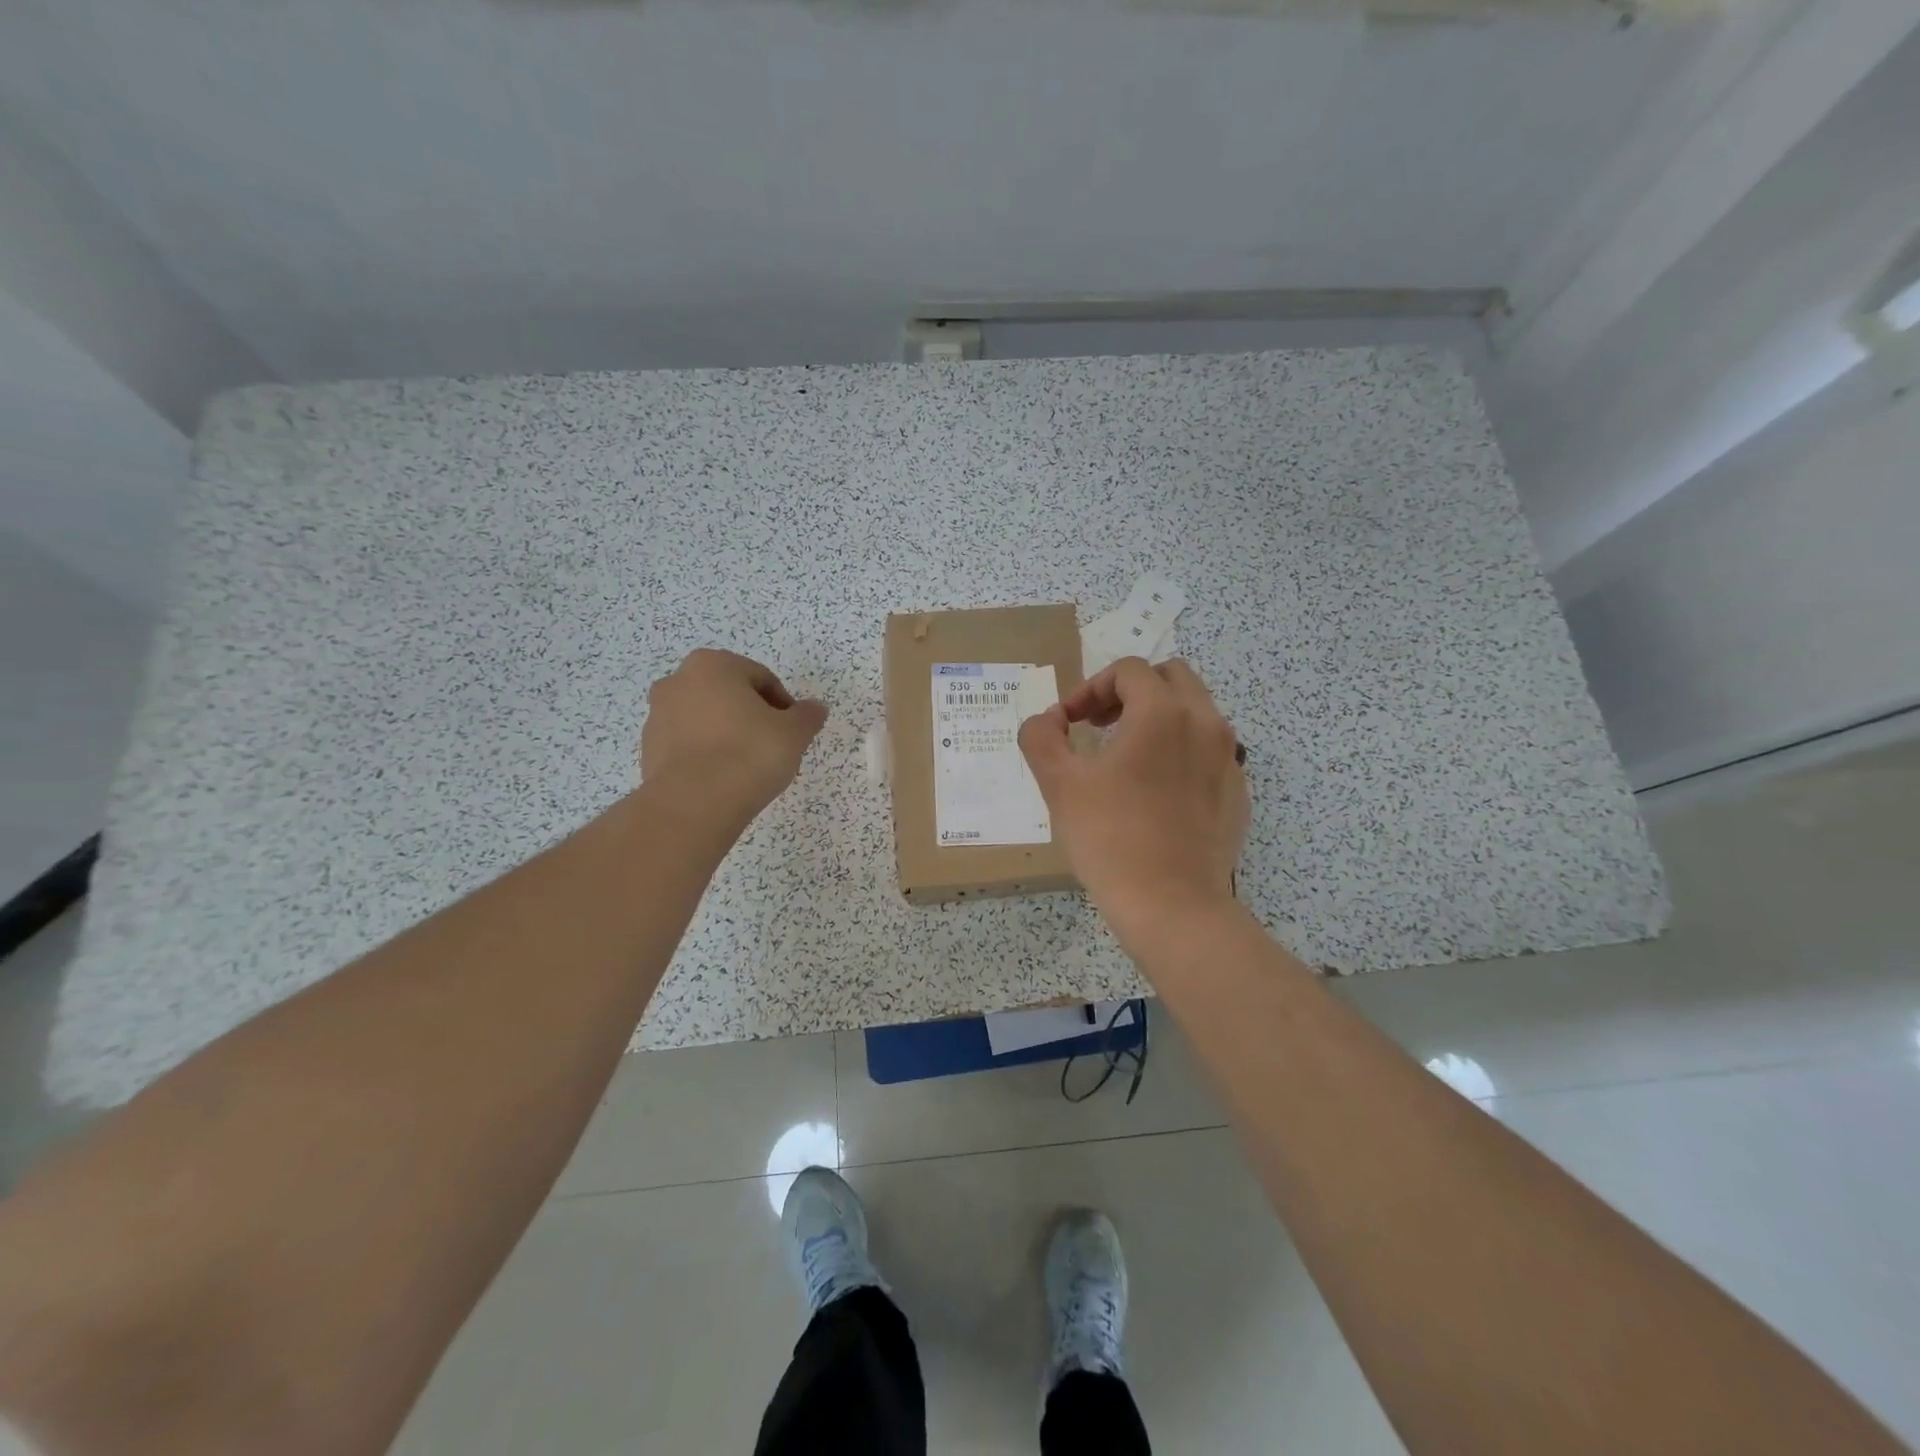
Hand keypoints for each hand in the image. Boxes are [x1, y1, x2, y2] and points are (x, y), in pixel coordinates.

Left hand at [641, 649, 827, 824]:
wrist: (695, 804)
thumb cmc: (749, 754)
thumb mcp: (794, 733)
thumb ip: (808, 716)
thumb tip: (816, 709)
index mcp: (712, 665)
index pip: (760, 677)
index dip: (783, 704)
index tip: (793, 731)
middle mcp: (678, 681)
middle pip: (729, 695)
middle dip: (752, 716)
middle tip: (773, 745)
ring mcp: (657, 716)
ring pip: (706, 719)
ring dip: (727, 734)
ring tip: (748, 766)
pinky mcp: (648, 750)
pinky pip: (688, 745)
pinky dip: (707, 755)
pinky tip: (724, 779)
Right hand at [1019, 657, 1248, 942]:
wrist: (1172, 905)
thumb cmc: (1110, 838)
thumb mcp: (1059, 784)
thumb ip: (1042, 737)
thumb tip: (1048, 720)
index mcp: (1163, 712)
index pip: (1128, 671)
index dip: (1090, 688)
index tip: (1070, 722)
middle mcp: (1205, 723)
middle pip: (1171, 677)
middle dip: (1130, 691)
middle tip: (1100, 723)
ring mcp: (1229, 758)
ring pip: (1195, 711)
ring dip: (1158, 717)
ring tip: (1126, 754)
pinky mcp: (1237, 791)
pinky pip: (1209, 750)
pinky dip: (1181, 750)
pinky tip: (1156, 791)